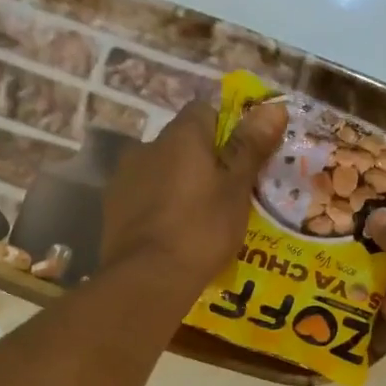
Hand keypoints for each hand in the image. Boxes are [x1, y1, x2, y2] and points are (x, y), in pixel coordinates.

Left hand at [101, 98, 288, 297]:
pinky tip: (169, 236)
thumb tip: (274, 106)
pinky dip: (157, 209)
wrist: (147, 278)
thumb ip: (251, 147)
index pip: (205, 112)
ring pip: (159, 172)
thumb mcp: (236, 190)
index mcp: (180, 135)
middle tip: (222, 197)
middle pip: (180, 144)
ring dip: (176, 186)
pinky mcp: (112, 209)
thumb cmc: (201, 230)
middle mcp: (146, 146)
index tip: (240, 163)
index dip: (226, 133)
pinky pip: (142, 199)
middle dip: (200, 163)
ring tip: (195, 221)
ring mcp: (124, 178)